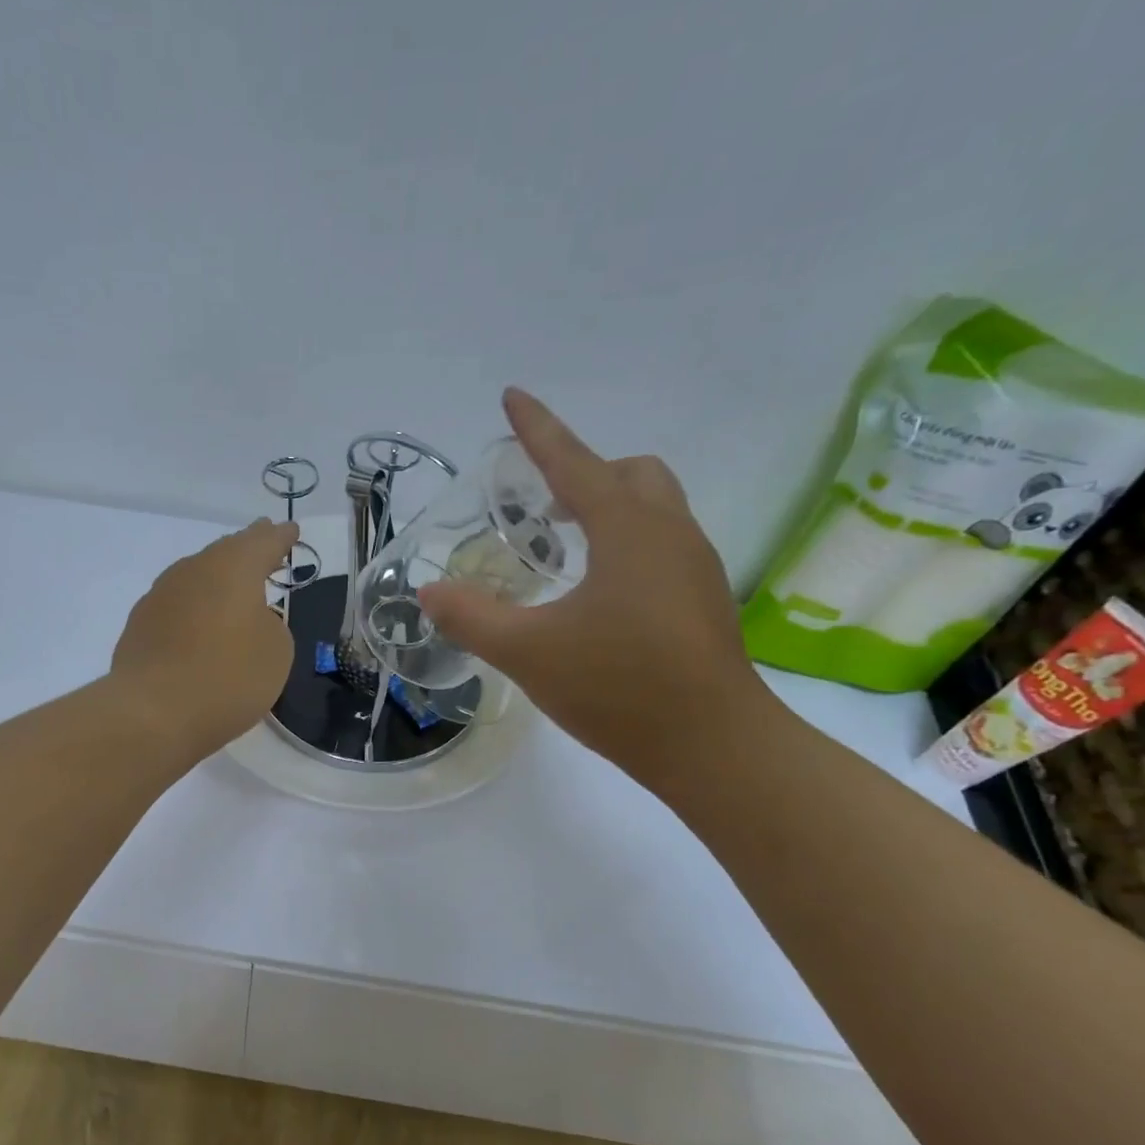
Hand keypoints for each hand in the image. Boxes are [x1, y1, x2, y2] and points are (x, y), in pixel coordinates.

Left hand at [110, 518, 299, 762]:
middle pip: (226, 553)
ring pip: (197, 578)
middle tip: (263, 549)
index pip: (264, 542)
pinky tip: (199, 628)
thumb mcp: (276, 652)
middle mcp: (193, 570)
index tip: (291, 531)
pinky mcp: (140, 625)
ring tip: (233, 591)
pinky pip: (177, 607)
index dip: (280, 538)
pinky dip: (194, 611)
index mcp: (233, 567)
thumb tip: (250, 620)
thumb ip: (271, 625)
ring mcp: (160, 595)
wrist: (154, 714)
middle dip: (247, 551)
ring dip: (217, 582)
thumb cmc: (228, 678)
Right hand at [417, 388, 769, 781]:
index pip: (574, 461)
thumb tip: (430, 593)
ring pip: (654, 510)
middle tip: (540, 505)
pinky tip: (598, 595)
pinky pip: (662, 546)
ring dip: (608, 509)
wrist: (714, 747)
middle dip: (584, 472)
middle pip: (631, 474)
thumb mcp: (529, 652)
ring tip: (564, 548)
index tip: (513, 397)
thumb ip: (473, 618)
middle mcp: (670, 533)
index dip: (538, 429)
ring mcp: (695, 568)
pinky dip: (626, 545)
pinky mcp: (703, 602)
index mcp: (628, 529)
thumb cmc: (620, 687)